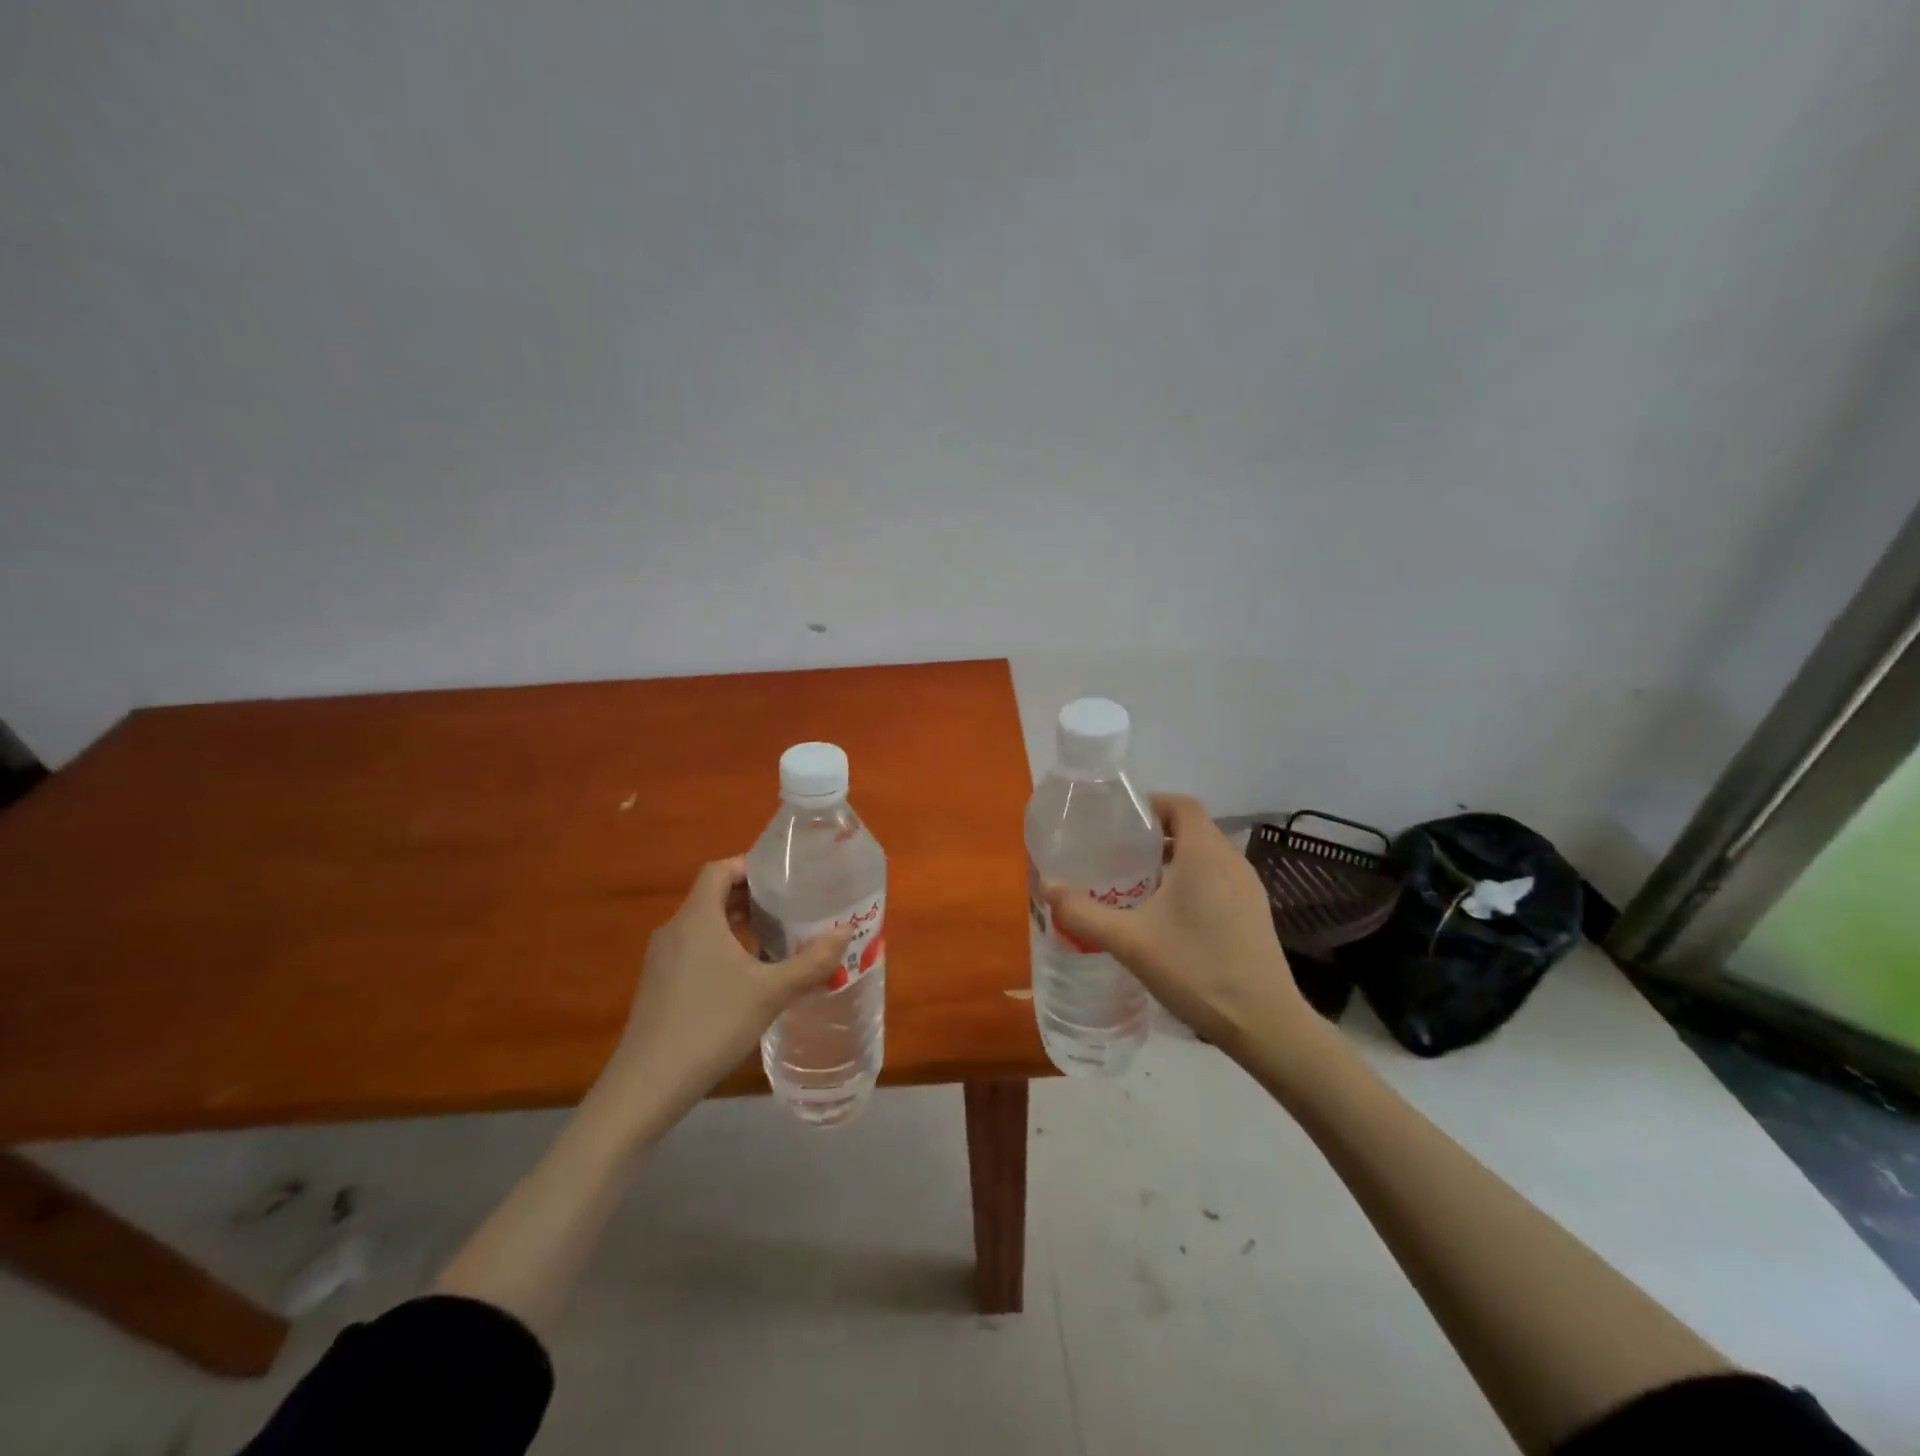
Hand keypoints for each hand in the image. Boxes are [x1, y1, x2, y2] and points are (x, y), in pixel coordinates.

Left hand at [600, 858, 849, 1112]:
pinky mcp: (658, 986)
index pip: (719, 869)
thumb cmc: (711, 1025)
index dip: (750, 866)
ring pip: (704, 926)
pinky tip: (747, 978)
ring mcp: (662, 960)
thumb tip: (845, 933)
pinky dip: (722, 950)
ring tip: (776, 940)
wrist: (647, 1086)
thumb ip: (811, 962)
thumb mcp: (770, 993)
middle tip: (790, 908)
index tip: (784, 878)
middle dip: (751, 898)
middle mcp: (674, 930)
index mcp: (697, 918)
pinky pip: (694, 950)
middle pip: (712, 896)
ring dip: (738, 926)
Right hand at [1045, 795, 1311, 1052]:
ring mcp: (1248, 888)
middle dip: (1155, 833)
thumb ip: (1084, 913)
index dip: (1150, 804)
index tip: (1119, 821)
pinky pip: (1218, 878)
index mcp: (1205, 853)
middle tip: (1118, 853)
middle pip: (1193, 827)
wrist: (1264, 1023)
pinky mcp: (1255, 912)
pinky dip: (1192, 880)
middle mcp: (1231, 861)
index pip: (1181, 804)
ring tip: (1137, 882)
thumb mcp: (1130, 942)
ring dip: (1174, 858)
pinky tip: (1169, 914)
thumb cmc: (1195, 969)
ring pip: (1207, 855)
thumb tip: (1047, 887)